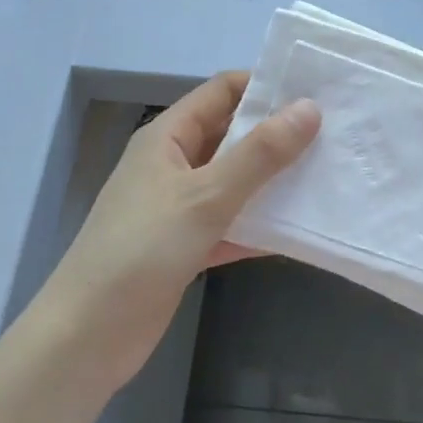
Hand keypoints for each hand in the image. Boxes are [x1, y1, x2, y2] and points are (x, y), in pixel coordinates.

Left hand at [33, 72, 319, 394]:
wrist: (87, 336)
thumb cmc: (142, 249)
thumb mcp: (206, 195)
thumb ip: (260, 154)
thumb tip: (309, 108)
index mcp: (168, 136)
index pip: (222, 91)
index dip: (265, 86)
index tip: (316, 91)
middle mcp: (173, 163)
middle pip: (232, 135)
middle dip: (278, 134)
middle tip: (335, 135)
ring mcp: (179, 206)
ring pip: (235, 181)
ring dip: (274, 181)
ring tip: (328, 175)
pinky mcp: (186, 245)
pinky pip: (231, 222)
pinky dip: (260, 224)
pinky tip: (301, 229)